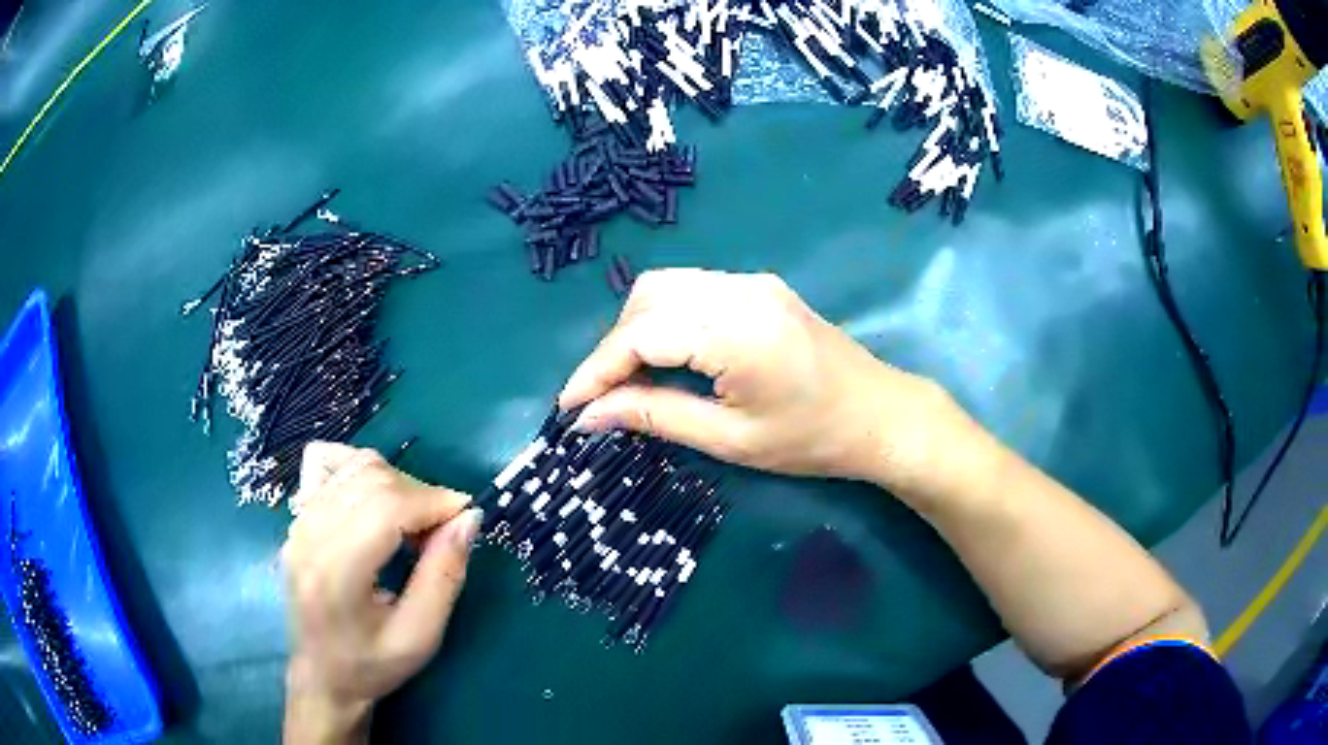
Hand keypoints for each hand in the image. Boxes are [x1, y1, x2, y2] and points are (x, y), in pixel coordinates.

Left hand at [281, 443, 478, 743]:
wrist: (323, 676)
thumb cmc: (373, 665)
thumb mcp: (421, 636)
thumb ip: (445, 576)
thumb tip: (469, 519)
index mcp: (336, 573)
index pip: (385, 508)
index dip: (433, 501)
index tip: (466, 515)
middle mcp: (309, 537)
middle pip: (371, 480)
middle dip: (420, 493)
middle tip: (443, 529)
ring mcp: (297, 523)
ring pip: (354, 468)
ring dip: (396, 484)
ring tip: (414, 522)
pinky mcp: (296, 519)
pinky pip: (328, 467)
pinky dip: (361, 471)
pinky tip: (377, 500)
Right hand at [559, 269, 957, 492]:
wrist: (881, 415)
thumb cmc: (811, 440)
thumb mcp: (730, 440)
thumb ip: (656, 416)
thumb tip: (590, 416)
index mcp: (734, 329)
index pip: (640, 334)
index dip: (596, 369)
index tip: (569, 407)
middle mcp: (739, 290)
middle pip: (647, 297)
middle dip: (614, 346)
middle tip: (604, 397)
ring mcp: (752, 282)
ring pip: (667, 287)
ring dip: (636, 328)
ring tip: (631, 380)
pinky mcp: (760, 288)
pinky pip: (693, 290)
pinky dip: (665, 319)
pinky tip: (667, 356)